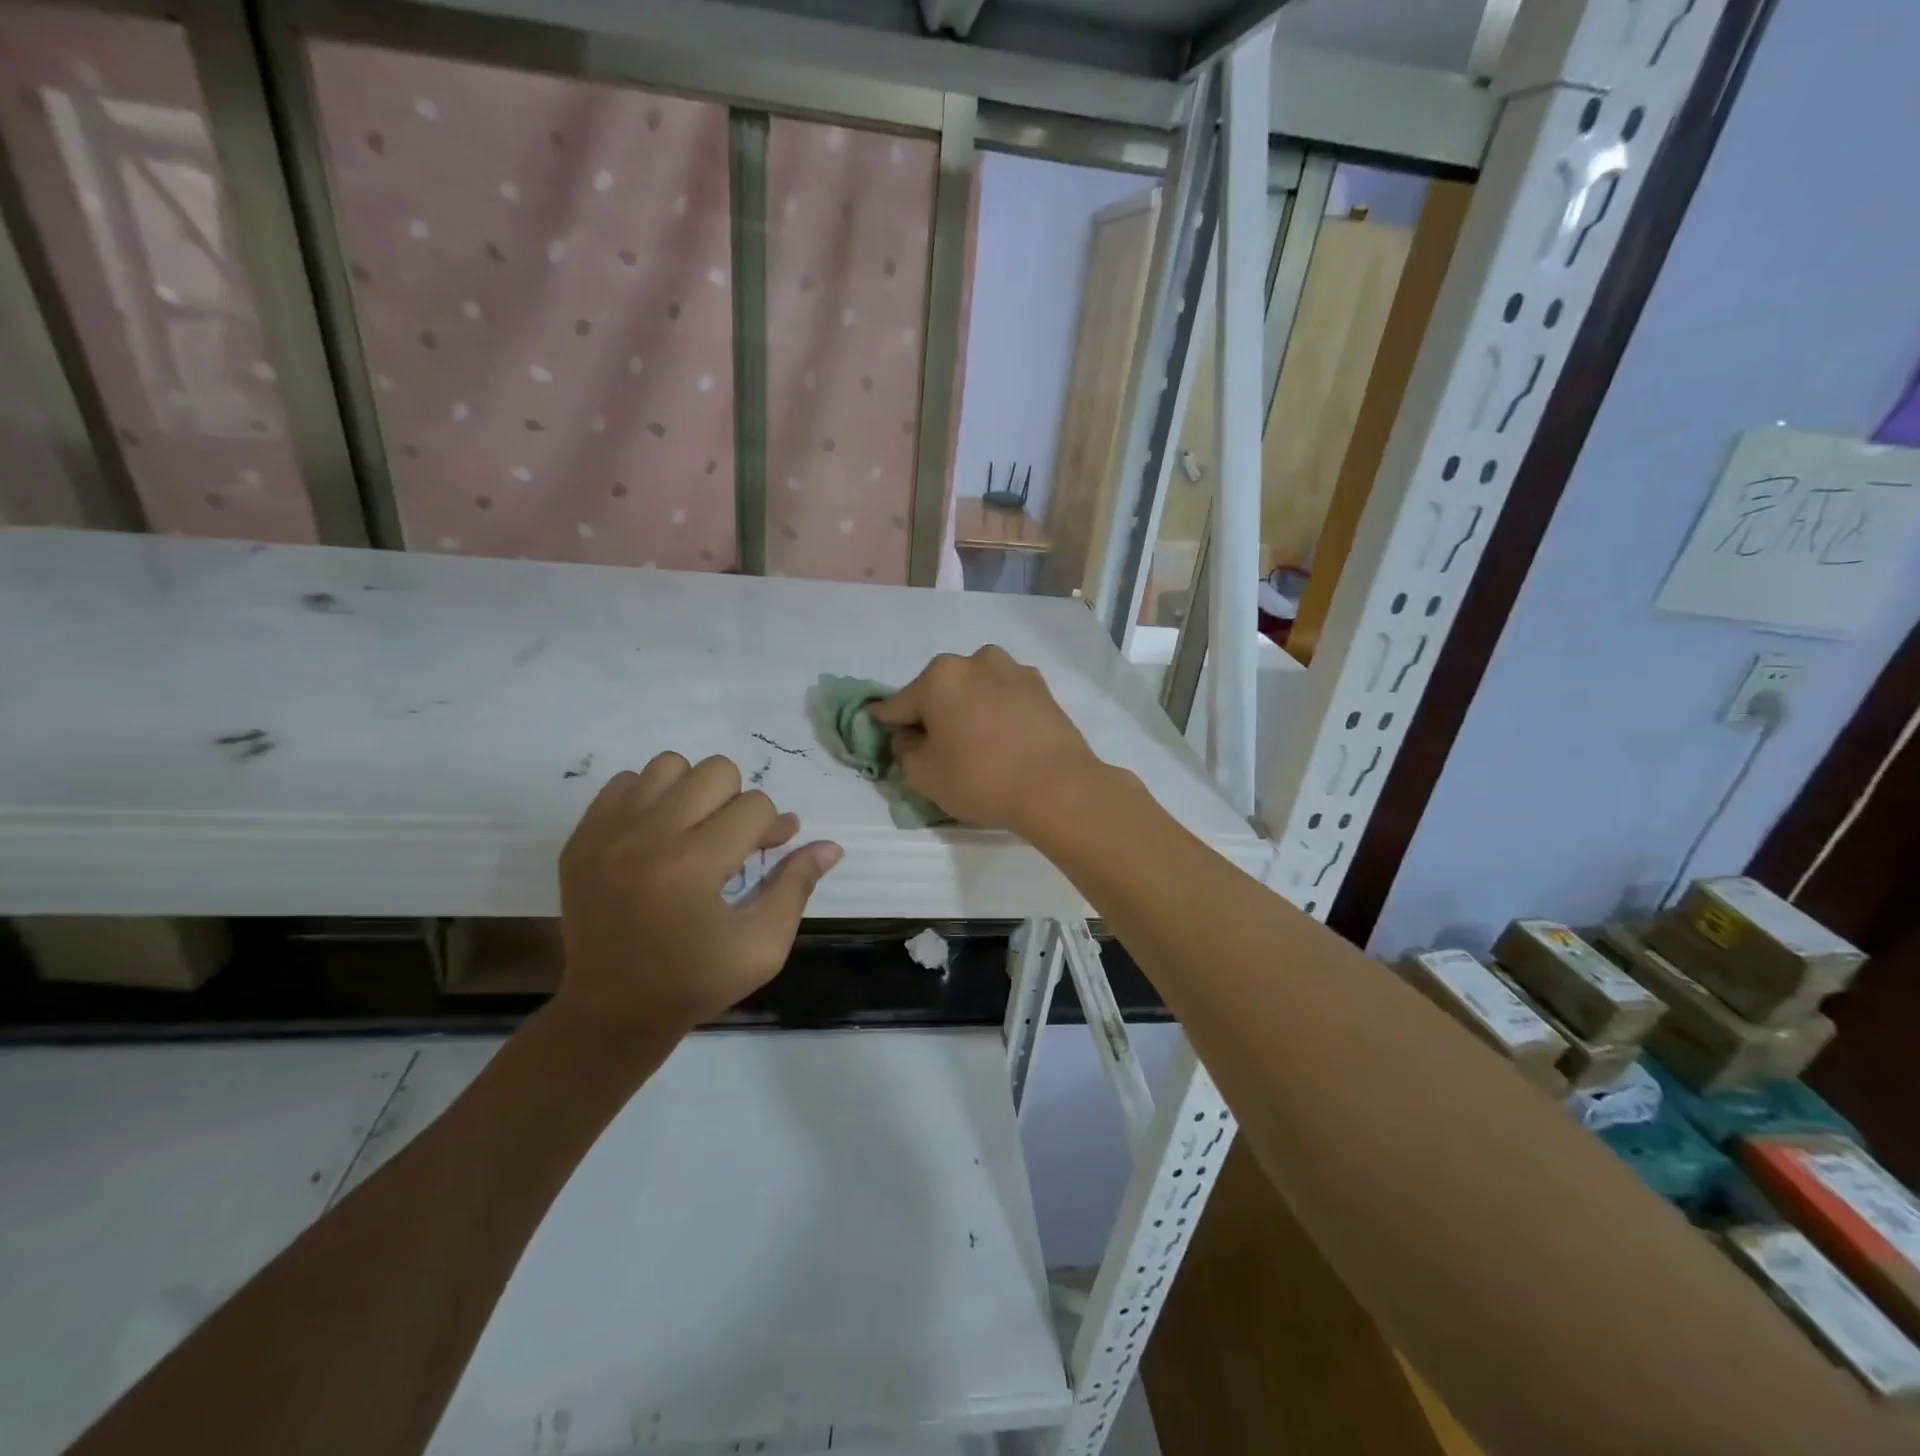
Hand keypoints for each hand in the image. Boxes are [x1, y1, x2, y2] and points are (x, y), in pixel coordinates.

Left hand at [557, 753, 841, 1029]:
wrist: (612, 1011)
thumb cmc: (696, 982)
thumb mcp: (763, 947)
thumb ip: (797, 887)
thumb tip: (831, 846)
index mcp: (694, 866)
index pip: (755, 807)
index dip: (774, 827)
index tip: (775, 849)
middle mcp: (648, 837)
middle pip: (715, 772)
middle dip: (738, 802)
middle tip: (734, 841)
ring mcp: (608, 833)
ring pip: (669, 766)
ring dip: (694, 792)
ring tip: (696, 830)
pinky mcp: (582, 837)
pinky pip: (625, 782)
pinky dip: (651, 798)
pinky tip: (659, 834)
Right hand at [868, 646, 1106, 835]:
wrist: (1058, 787)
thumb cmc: (981, 779)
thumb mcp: (924, 775)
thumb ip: (905, 750)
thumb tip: (909, 736)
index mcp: (939, 677)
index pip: (898, 704)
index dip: (887, 723)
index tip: (881, 733)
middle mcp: (974, 661)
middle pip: (938, 690)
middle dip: (932, 714)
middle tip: (935, 747)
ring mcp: (1013, 670)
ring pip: (974, 689)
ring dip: (967, 708)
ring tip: (974, 743)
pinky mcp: (1041, 687)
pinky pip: (1004, 697)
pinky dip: (996, 712)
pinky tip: (1002, 740)